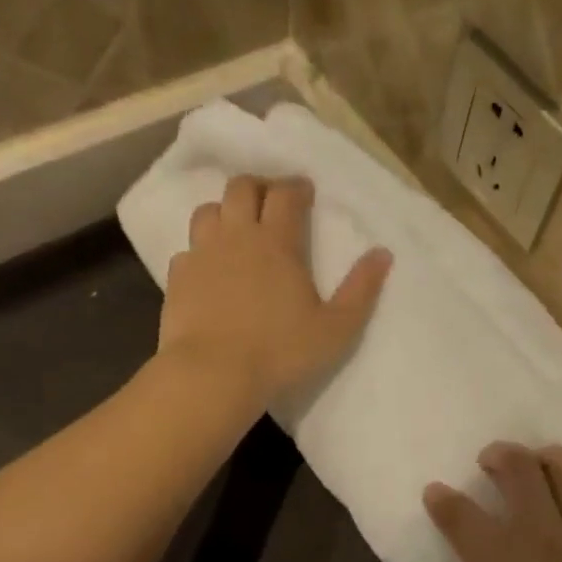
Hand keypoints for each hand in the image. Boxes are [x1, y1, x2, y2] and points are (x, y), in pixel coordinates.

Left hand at [159, 176, 391, 411]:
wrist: (213, 374)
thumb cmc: (281, 351)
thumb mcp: (336, 327)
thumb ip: (361, 289)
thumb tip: (383, 253)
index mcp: (277, 242)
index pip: (285, 194)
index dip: (296, 186)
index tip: (305, 191)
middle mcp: (236, 237)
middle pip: (241, 188)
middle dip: (259, 186)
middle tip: (272, 200)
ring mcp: (202, 255)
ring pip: (208, 211)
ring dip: (225, 211)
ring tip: (238, 228)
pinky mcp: (178, 278)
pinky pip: (188, 249)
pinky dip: (201, 250)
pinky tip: (210, 268)